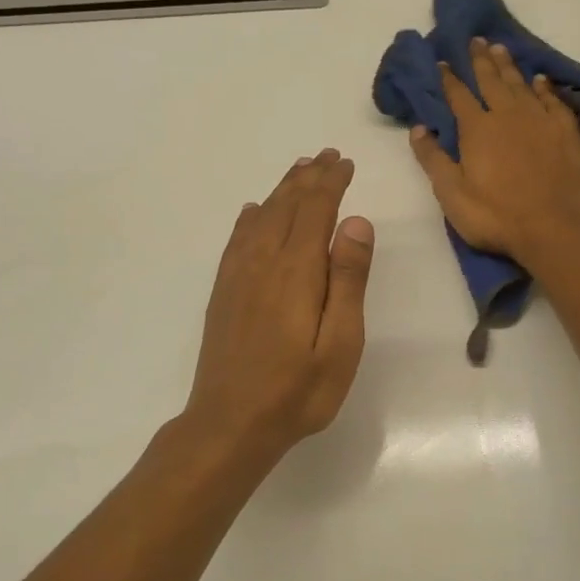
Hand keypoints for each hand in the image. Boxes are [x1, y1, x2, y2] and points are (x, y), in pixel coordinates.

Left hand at [182, 150, 374, 458]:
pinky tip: (254, 213)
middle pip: (286, 206)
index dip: (331, 183)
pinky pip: (237, 240)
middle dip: (308, 178)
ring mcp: (238, 277)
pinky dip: (250, 217)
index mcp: (297, 271)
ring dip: (282, 191)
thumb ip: (348, 281)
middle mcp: (263, 262)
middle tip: (326, 156)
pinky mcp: (223, 293)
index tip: (345, 163)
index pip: (315, 210)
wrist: (230, 424)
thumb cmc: (298, 391)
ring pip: (261, 218)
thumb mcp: (340, 343)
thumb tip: (356, 222)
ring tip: (298, 171)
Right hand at [409, 37, 579, 257]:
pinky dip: (544, 88)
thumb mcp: (452, 194)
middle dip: (480, 61)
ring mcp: (540, 121)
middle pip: (492, 81)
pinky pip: (552, 101)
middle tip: (476, 40)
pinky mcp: (565, 132)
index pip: (459, 96)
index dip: (449, 79)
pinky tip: (540, 81)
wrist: (555, 227)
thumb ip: (433, 159)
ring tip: (500, 49)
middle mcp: (508, 116)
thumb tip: (418, 128)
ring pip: (521, 85)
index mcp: (477, 129)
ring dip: (509, 66)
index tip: (443, 62)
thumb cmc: (496, 215)